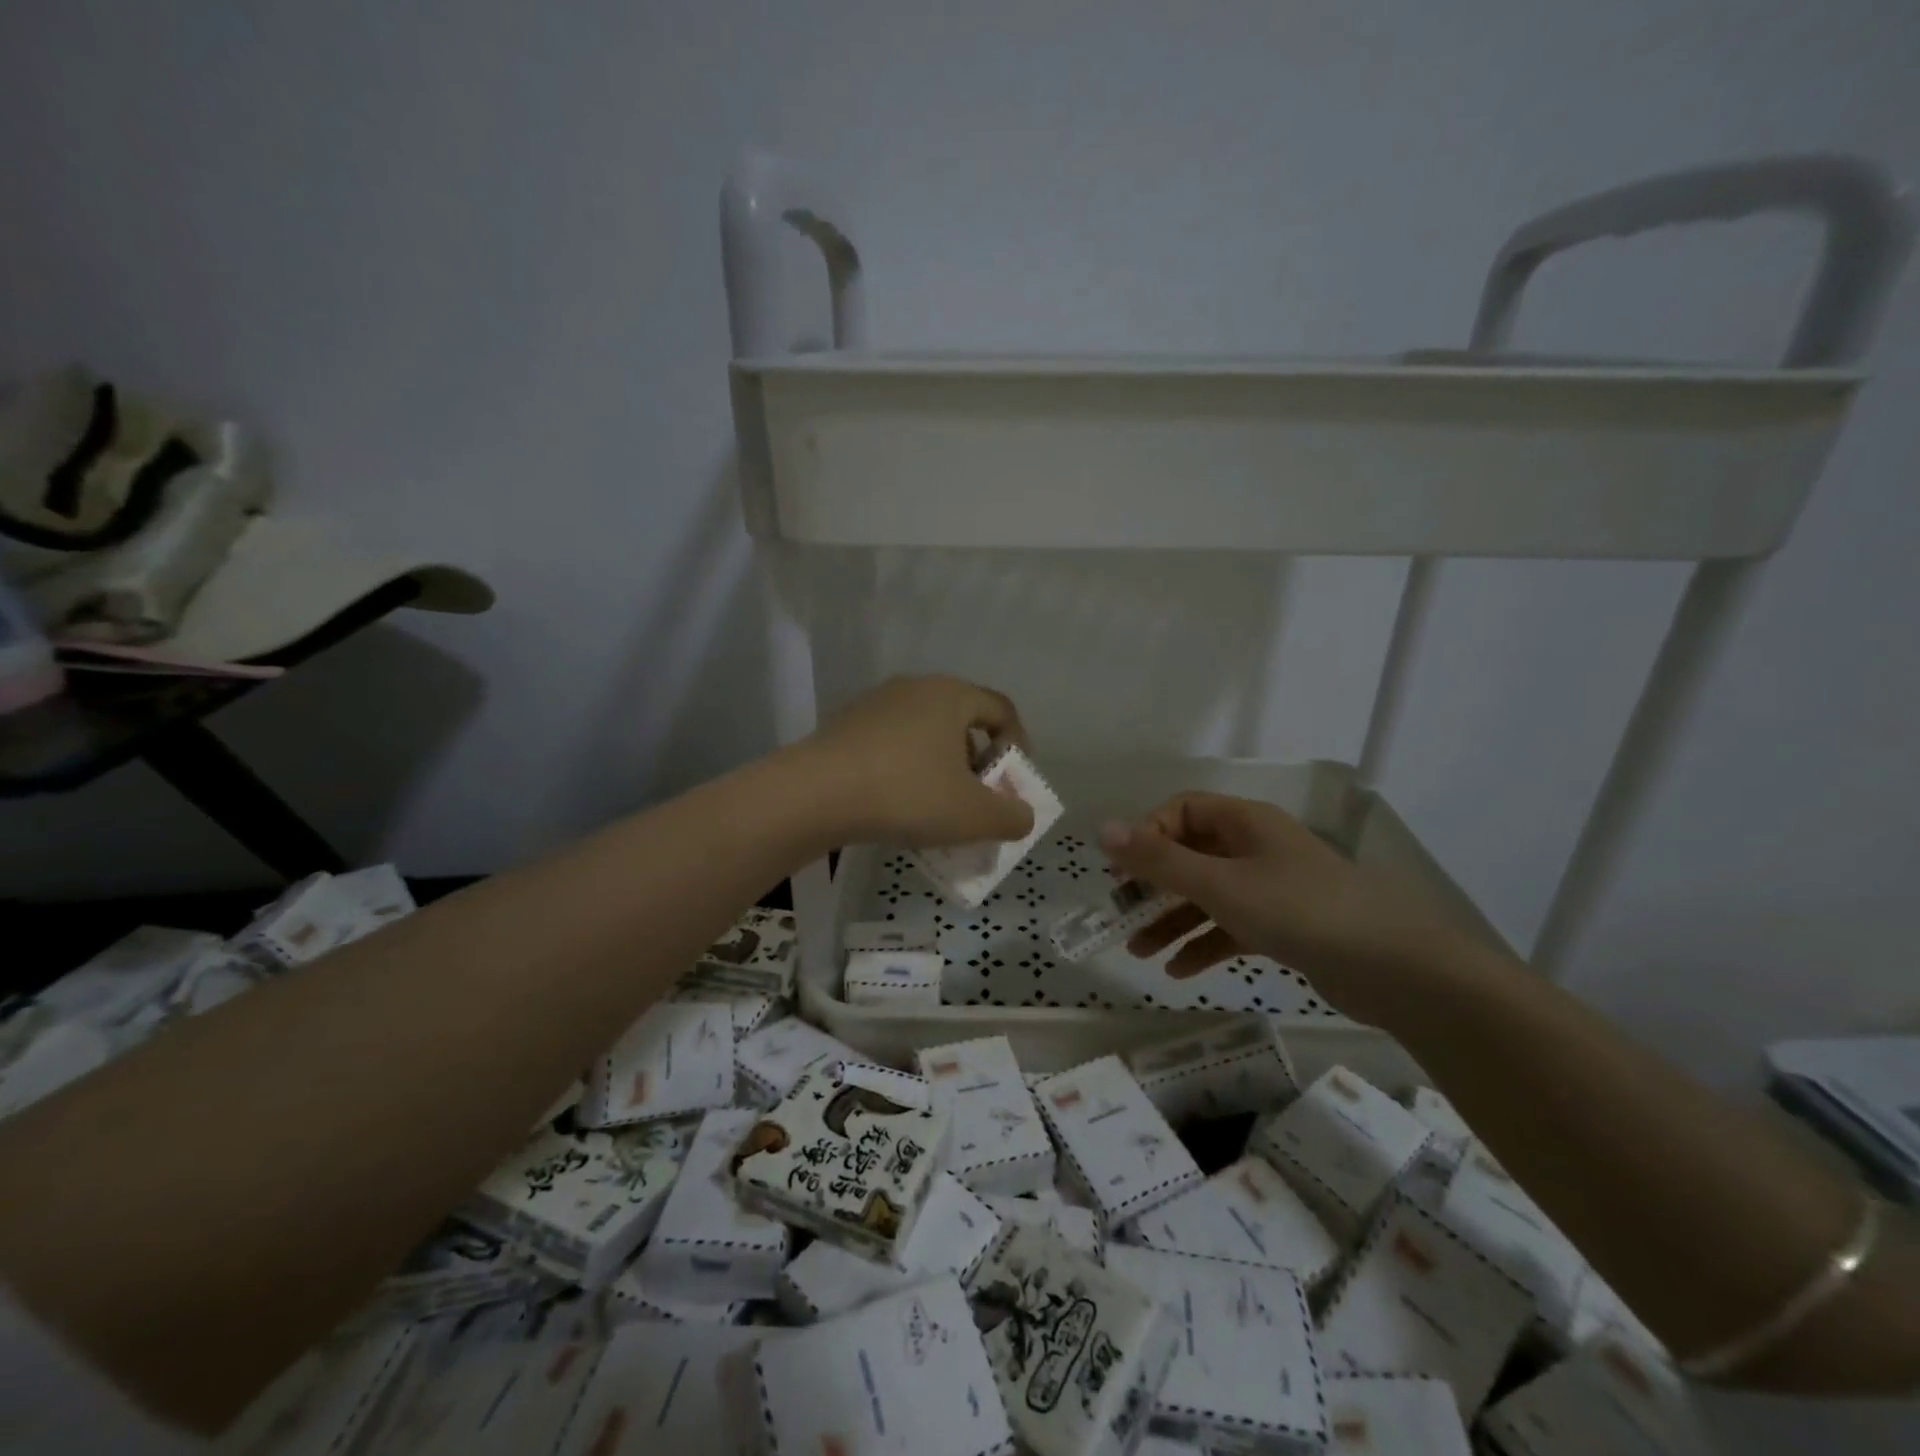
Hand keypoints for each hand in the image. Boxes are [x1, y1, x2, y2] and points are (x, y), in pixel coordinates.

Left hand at [799, 676, 1035, 847]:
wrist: (815, 794)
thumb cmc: (907, 794)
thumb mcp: (973, 816)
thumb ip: (1012, 817)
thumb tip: (1021, 815)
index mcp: (952, 695)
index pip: (1001, 710)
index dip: (1017, 746)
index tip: (1011, 785)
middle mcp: (915, 688)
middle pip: (962, 721)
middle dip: (976, 763)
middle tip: (974, 800)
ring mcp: (875, 704)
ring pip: (924, 734)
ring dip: (938, 768)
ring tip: (934, 808)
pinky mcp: (845, 725)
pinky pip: (890, 744)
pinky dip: (904, 769)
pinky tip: (894, 804)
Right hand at [1099, 792, 1480, 1018]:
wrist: (1395, 969)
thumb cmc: (1299, 911)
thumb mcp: (1220, 885)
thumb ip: (1159, 861)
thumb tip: (1104, 830)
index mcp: (1244, 823)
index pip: (1182, 811)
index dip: (1147, 834)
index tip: (1122, 869)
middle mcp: (1255, 848)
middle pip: (1190, 856)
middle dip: (1153, 885)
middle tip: (1119, 912)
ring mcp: (1270, 888)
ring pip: (1207, 896)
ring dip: (1171, 921)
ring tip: (1138, 952)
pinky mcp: (1283, 926)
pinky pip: (1230, 927)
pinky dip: (1204, 944)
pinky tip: (1179, 971)